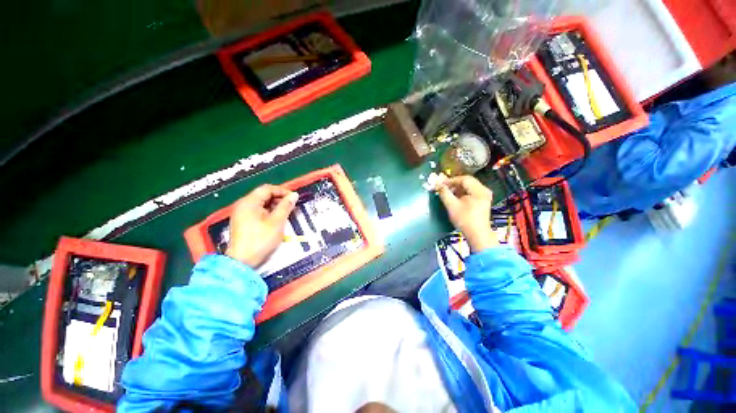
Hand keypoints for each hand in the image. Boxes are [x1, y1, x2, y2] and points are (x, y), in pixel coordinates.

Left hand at [226, 184, 298, 267]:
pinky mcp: (242, 222)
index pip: (267, 189)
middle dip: (279, 199)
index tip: (294, 198)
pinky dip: (268, 212)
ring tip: (286, 213)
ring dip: (274, 206)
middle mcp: (243, 205)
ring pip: (261, 204)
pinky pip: (257, 211)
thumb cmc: (261, 239)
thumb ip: (286, 206)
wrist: (242, 261)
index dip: (282, 191)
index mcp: (249, 202)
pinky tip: (276, 220)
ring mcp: (241, 214)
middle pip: (263, 195)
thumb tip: (294, 195)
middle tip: (291, 206)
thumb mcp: (277, 221)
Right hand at [437, 175, 496, 251]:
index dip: (451, 180)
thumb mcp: (452, 206)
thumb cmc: (465, 220)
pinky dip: (462, 193)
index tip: (441, 184)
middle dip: (454, 184)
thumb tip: (438, 185)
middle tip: (443, 188)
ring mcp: (484, 196)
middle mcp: (484, 190)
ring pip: (469, 187)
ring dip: (457, 189)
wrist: (477, 235)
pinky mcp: (482, 201)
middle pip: (467, 182)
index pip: (464, 179)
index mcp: (479, 190)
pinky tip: (455, 197)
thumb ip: (444, 193)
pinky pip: (471, 192)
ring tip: (447, 193)